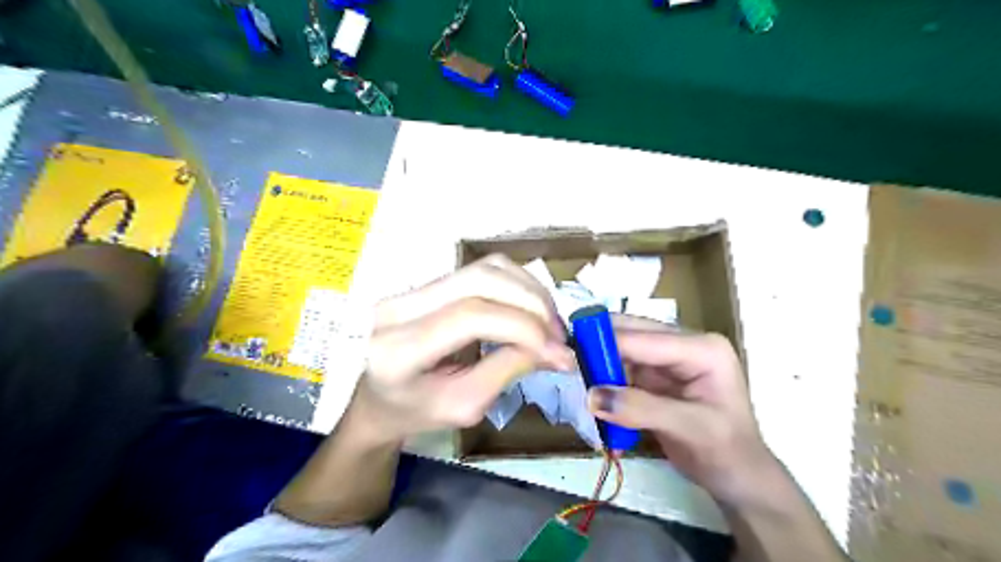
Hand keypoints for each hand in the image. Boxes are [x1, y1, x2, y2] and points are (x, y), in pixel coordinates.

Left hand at [361, 255, 578, 442]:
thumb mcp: (464, 405)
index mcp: (399, 348)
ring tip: (548, 322)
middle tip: (558, 334)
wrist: (379, 399)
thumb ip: (508, 370)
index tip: (559, 351)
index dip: (522, 327)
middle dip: (531, 303)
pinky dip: (516, 284)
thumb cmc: (417, 412)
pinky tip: (529, 308)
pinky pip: (482, 269)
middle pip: (480, 280)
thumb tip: (558, 351)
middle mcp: (400, 307)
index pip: (470, 316)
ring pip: (484, 268)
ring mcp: (412, 289)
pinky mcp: (428, 283)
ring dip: (528, 290)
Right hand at [588, 317, 780, 507]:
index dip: (607, 343)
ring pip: (621, 351)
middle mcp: (682, 345)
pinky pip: (620, 371)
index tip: (569, 353)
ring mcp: (666, 360)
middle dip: (599, 349)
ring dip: (598, 365)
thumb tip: (592, 396)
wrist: (738, 479)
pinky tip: (590, 393)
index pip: (645, 338)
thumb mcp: (690, 428)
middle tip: (566, 364)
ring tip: (573, 380)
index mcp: (701, 347)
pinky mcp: (653, 377)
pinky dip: (604, 382)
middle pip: (630, 335)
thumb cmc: (728, 452)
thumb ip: (641, 409)